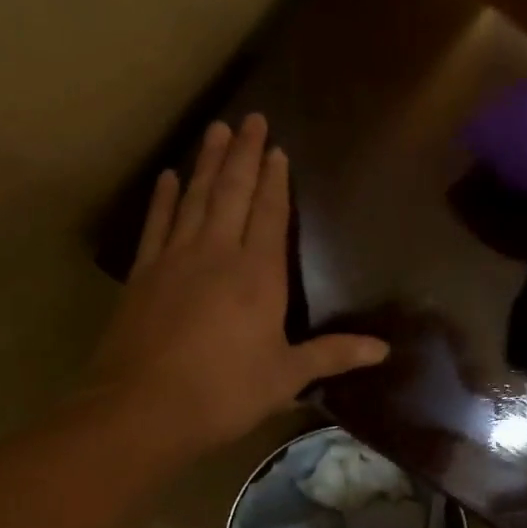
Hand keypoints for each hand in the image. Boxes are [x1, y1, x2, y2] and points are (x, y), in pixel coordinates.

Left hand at [84, 115, 387, 455]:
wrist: (142, 409)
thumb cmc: (225, 391)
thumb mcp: (287, 376)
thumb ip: (333, 355)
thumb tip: (383, 350)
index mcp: (258, 275)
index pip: (270, 215)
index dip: (275, 181)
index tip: (277, 149)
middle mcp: (218, 255)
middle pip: (233, 193)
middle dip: (243, 154)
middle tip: (249, 118)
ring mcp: (176, 260)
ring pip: (196, 199)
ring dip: (207, 163)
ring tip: (215, 130)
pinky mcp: (144, 275)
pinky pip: (158, 225)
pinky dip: (164, 199)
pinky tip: (168, 177)